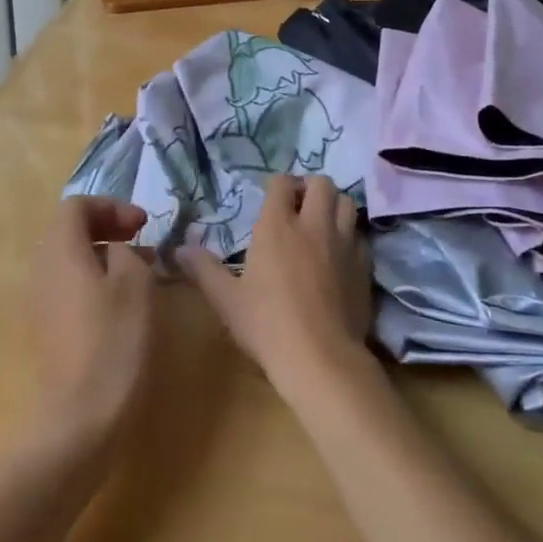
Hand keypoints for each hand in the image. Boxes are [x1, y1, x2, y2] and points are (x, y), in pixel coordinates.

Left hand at [34, 197, 155, 439]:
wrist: (82, 414)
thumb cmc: (114, 339)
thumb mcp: (136, 282)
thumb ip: (128, 252)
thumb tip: (120, 250)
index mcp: (61, 250)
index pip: (77, 206)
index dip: (112, 206)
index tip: (143, 224)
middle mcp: (43, 269)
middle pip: (70, 230)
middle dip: (108, 227)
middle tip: (142, 239)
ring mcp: (41, 300)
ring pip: (71, 259)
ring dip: (104, 254)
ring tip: (141, 269)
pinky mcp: (48, 327)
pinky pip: (69, 285)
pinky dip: (96, 279)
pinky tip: (124, 301)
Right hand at [182, 175, 372, 395]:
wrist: (321, 359)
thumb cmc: (267, 326)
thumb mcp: (227, 300)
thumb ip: (204, 269)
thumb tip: (178, 249)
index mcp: (278, 226)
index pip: (281, 183)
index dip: (276, 185)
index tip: (270, 198)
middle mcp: (314, 225)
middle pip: (321, 183)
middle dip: (309, 187)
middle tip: (298, 207)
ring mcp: (344, 243)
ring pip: (347, 203)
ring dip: (334, 206)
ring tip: (321, 224)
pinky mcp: (364, 265)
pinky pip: (360, 236)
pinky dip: (349, 236)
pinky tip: (339, 256)